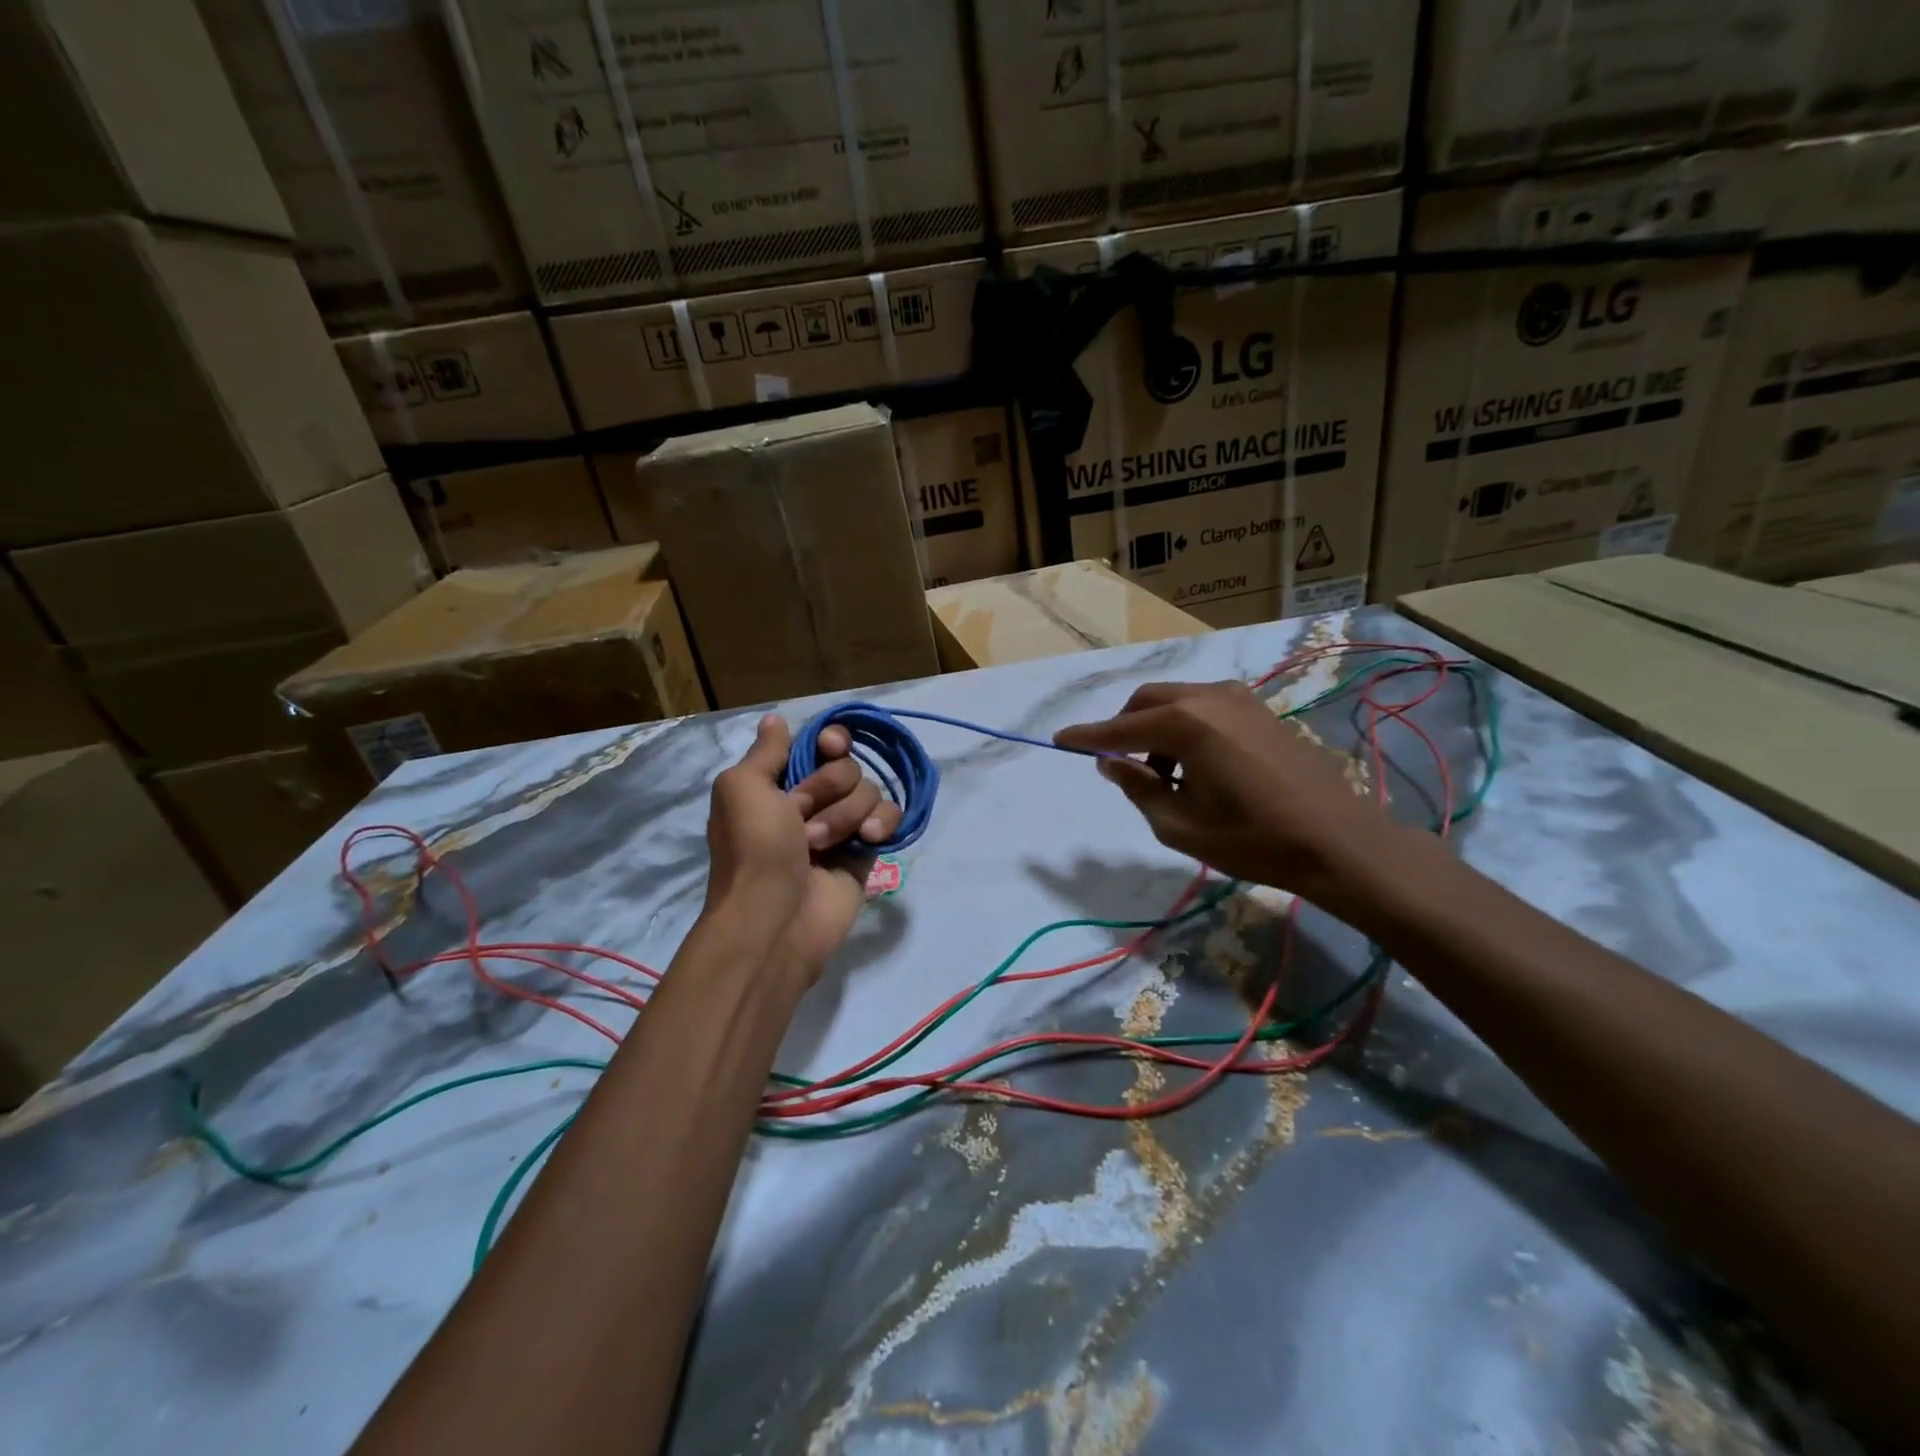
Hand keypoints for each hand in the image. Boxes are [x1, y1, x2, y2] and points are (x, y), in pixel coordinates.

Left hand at [703, 714, 902, 983]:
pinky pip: (888, 819)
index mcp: (777, 783)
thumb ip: (766, 751)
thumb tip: (776, 721)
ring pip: (868, 791)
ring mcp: (840, 827)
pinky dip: (880, 824)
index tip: (829, 747)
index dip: (830, 741)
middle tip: (801, 819)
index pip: (819, 744)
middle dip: (828, 788)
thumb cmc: (754, 849)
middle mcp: (809, 800)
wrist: (775, 918)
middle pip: (846, 765)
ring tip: (821, 846)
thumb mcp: (742, 788)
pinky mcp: (865, 852)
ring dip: (844, 815)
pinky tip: (867, 841)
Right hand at [1054, 681, 1398, 911]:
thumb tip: (1112, 762)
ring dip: (1156, 729)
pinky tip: (1198, 765)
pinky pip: (1205, 707)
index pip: (1120, 728)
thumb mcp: (1179, 825)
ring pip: (1176, 700)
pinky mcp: (1260, 710)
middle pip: (1146, 701)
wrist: (1338, 841)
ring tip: (1165, 776)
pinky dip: (1186, 727)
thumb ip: (1137, 787)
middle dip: (1124, 729)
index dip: (1087, 736)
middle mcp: (1209, 698)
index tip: (1059, 740)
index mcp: (1185, 724)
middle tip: (1119, 767)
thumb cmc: (1252, 839)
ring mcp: (1239, 699)